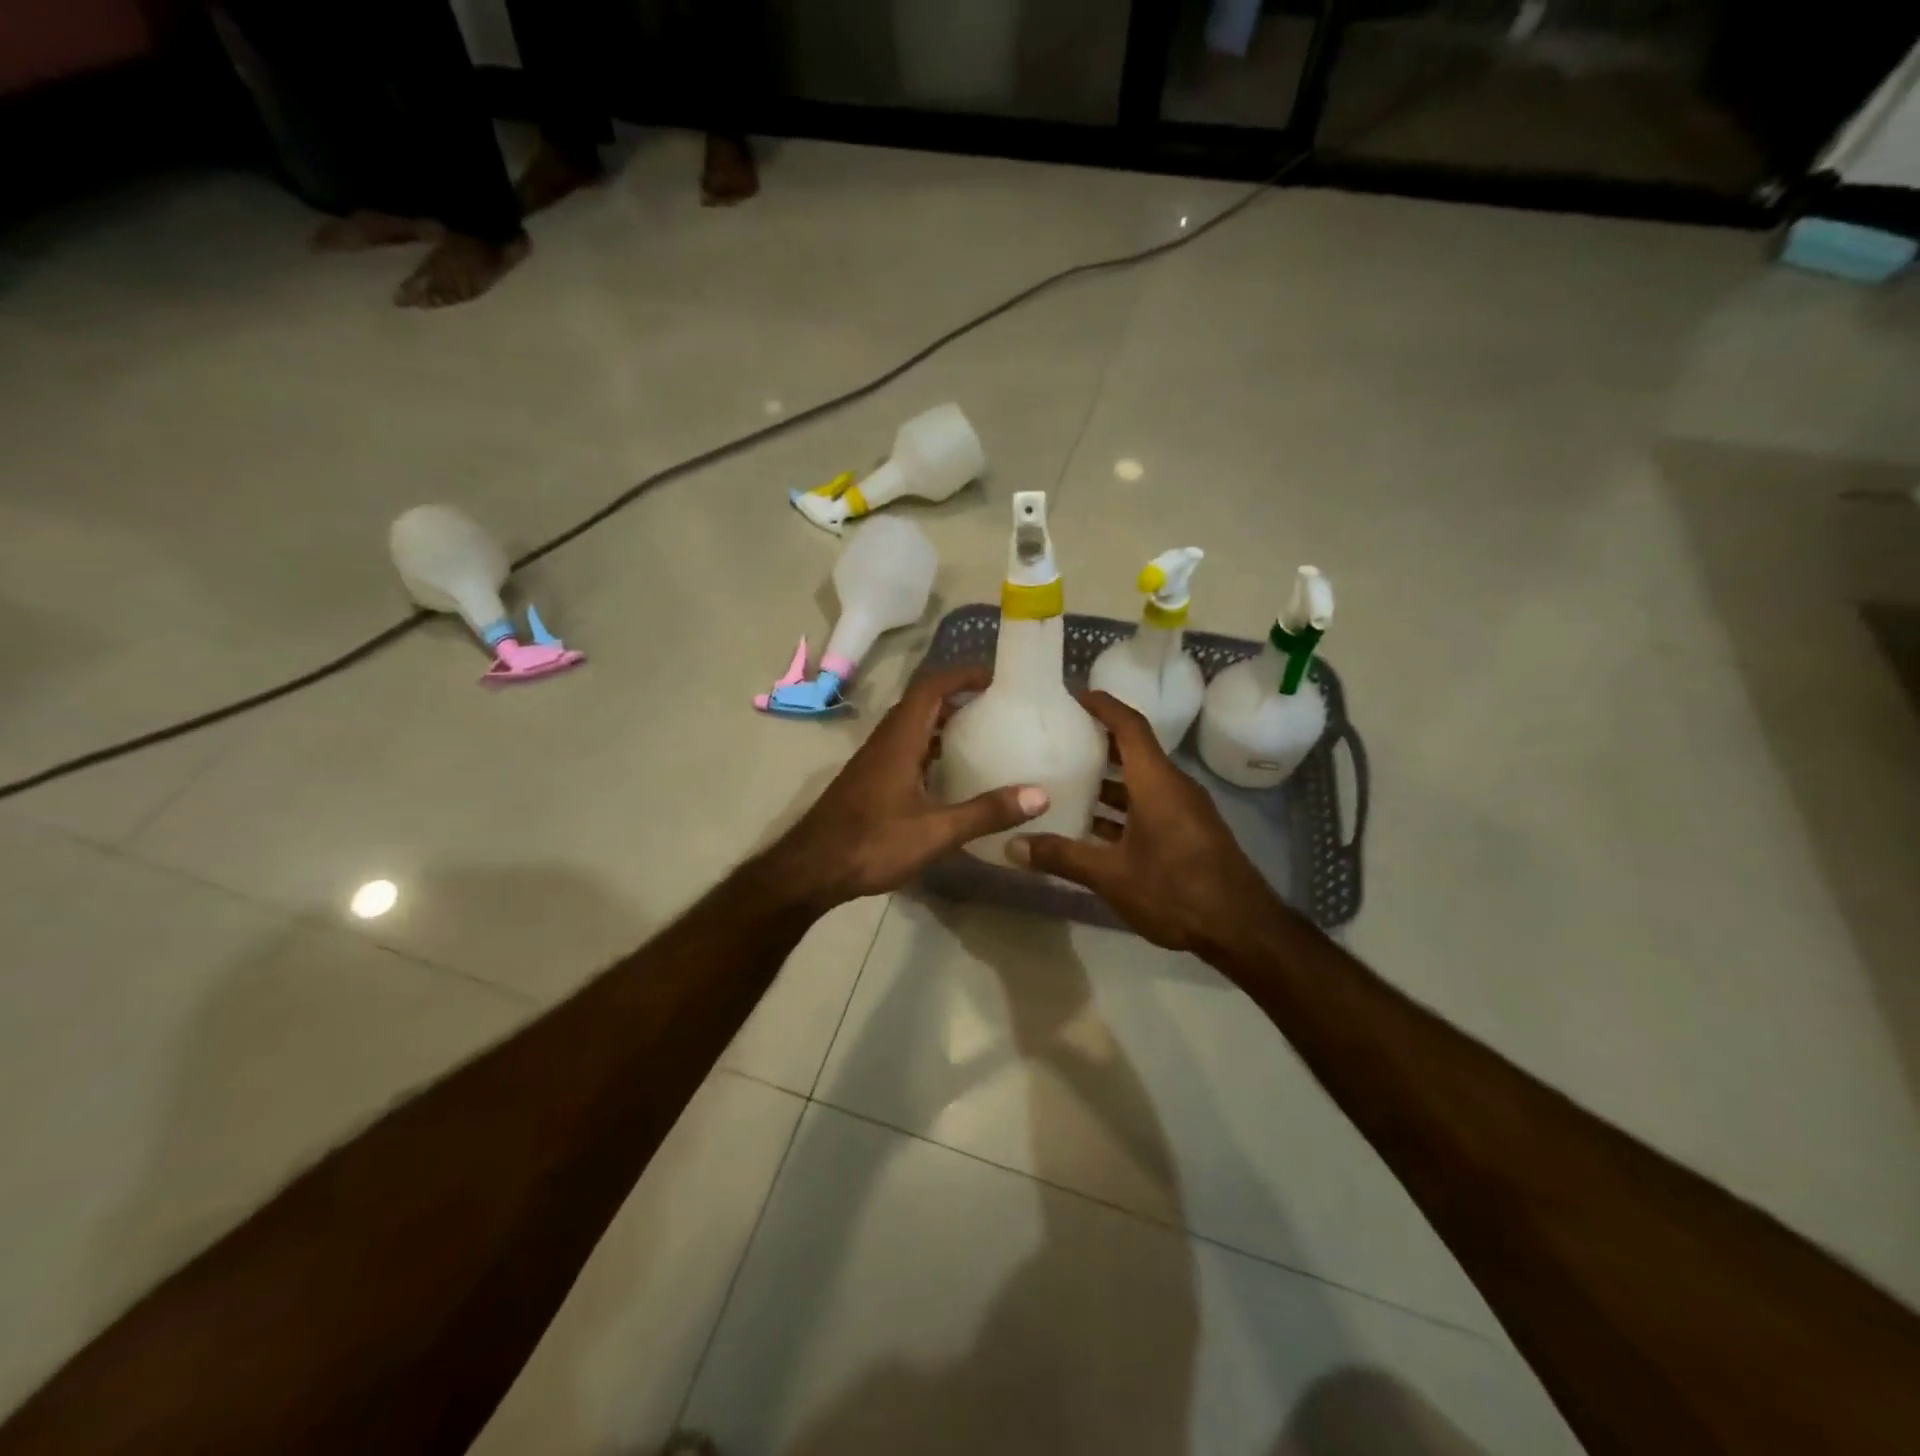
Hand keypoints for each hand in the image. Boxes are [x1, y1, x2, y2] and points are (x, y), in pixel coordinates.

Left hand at [771, 666, 1049, 909]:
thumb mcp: (936, 831)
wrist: (811, 870)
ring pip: (911, 727)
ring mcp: (873, 762)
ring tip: (981, 733)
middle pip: (921, 703)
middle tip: (996, 704)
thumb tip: (1040, 794)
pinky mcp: (869, 781)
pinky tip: (948, 773)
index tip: (995, 676)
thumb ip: (986, 812)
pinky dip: (930, 747)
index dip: (961, 675)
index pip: (930, 688)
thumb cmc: (872, 844)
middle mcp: (885, 742)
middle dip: (957, 696)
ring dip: (942, 722)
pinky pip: (904, 749)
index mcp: (899, 740)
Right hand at [1009, 690, 1284, 954]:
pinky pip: (1149, 804)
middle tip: (1057, 739)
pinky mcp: (1187, 832)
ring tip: (1064, 781)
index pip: (1129, 726)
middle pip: (1133, 751)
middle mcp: (1172, 787)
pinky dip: (1120, 807)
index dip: (1102, 705)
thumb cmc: (1176, 890)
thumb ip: (1062, 857)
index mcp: (1156, 782)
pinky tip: (1091, 827)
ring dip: (1106, 780)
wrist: (1242, 929)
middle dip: (1097, 742)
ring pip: (1139, 782)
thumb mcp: (1112, 875)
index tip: (1073, 695)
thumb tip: (1011, 846)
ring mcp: (1183, 811)